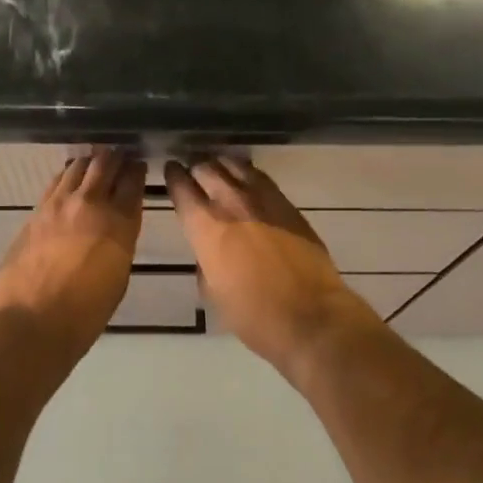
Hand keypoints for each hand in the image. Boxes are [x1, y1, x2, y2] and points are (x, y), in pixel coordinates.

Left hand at [0, 149, 144, 361]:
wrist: (30, 322)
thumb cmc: (85, 314)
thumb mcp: (118, 276)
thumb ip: (120, 241)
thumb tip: (116, 224)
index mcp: (119, 223)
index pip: (133, 181)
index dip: (138, 170)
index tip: (139, 166)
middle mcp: (91, 203)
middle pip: (106, 163)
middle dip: (116, 157)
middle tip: (120, 157)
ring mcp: (60, 203)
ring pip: (79, 165)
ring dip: (91, 161)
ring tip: (95, 164)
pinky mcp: (37, 210)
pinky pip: (57, 181)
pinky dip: (68, 175)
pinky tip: (70, 180)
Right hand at [166, 156, 379, 381]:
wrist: (312, 317)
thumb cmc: (255, 316)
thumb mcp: (213, 294)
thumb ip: (205, 263)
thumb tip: (209, 252)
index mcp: (206, 227)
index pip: (181, 187)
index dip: (173, 176)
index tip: (171, 170)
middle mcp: (230, 203)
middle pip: (206, 168)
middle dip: (196, 167)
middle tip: (193, 172)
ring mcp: (262, 198)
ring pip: (234, 165)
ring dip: (221, 166)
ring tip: (218, 170)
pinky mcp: (286, 203)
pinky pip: (260, 176)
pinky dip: (247, 173)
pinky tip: (246, 180)